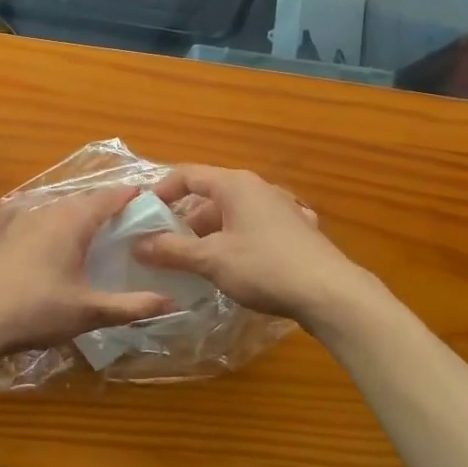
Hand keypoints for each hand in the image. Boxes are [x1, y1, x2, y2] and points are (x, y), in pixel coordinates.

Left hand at [0, 187, 175, 355]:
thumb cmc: (39, 309)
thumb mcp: (90, 311)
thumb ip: (132, 305)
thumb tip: (172, 303)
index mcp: (74, 220)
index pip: (109, 197)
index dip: (130, 196)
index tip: (149, 201)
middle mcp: (49, 210)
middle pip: (84, 199)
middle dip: (106, 204)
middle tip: (127, 221)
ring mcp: (21, 218)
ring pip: (57, 206)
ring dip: (77, 211)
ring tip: (92, 228)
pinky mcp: (2, 232)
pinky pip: (32, 214)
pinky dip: (47, 218)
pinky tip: (44, 229)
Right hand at [136, 166, 368, 326]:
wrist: (329, 292)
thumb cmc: (264, 267)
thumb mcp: (211, 260)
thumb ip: (172, 250)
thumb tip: (138, 244)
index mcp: (235, 185)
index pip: (188, 174)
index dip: (162, 191)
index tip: (143, 213)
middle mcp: (259, 188)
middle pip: (210, 195)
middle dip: (184, 219)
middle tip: (163, 245)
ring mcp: (281, 208)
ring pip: (233, 214)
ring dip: (209, 234)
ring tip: (192, 261)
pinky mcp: (296, 230)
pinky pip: (254, 228)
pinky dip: (236, 241)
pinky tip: (233, 265)